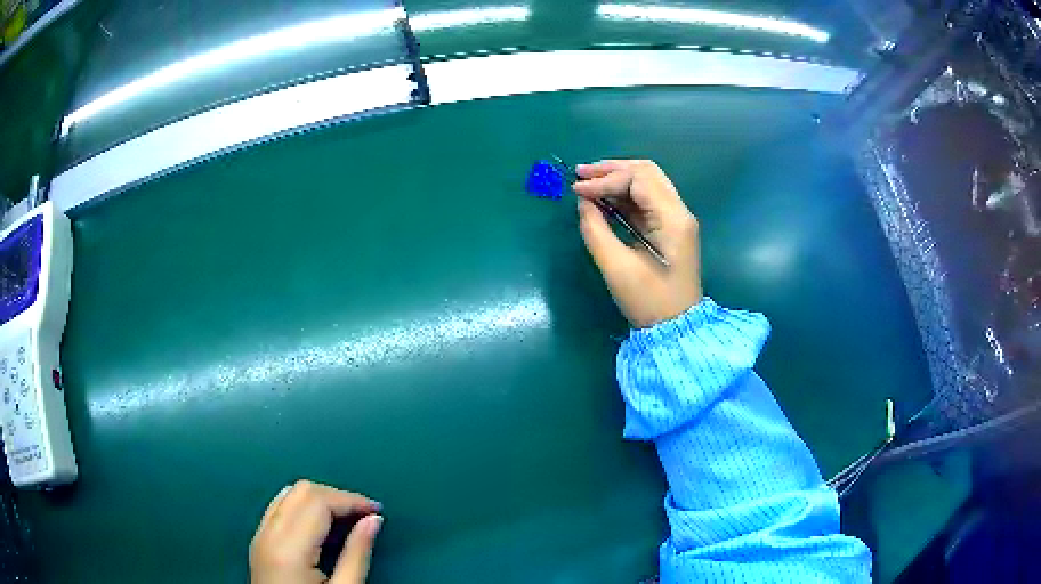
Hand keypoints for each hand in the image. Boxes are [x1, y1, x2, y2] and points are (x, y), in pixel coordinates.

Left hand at [250, 480, 382, 583]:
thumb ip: (357, 554)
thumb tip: (374, 519)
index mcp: (289, 549)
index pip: (318, 501)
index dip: (351, 500)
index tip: (377, 509)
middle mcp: (268, 534)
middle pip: (302, 491)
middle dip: (337, 496)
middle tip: (364, 514)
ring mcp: (259, 536)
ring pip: (288, 493)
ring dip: (319, 498)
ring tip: (346, 517)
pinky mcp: (258, 541)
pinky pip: (278, 506)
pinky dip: (302, 505)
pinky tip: (319, 523)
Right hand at [574, 160, 702, 328]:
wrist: (676, 327)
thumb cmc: (648, 301)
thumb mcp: (616, 267)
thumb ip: (596, 230)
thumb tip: (583, 202)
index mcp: (672, 219)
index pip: (638, 180)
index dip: (605, 180)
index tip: (577, 190)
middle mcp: (679, 211)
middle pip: (647, 171)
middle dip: (612, 169)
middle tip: (580, 173)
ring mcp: (677, 218)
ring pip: (648, 181)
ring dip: (617, 177)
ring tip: (587, 180)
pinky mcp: (670, 227)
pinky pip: (647, 199)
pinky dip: (624, 193)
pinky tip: (603, 197)